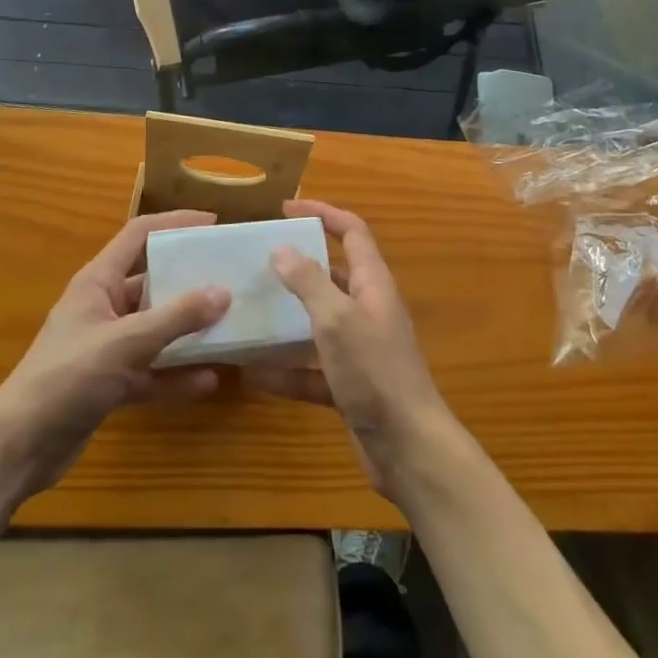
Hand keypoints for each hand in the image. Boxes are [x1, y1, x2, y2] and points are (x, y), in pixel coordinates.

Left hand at [0, 212, 230, 498]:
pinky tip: (208, 380)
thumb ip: (175, 318)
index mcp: (98, 281)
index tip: (214, 224)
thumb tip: (223, 292)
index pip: (139, 235)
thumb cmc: (65, 379)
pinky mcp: (110, 383)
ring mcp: (107, 346)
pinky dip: (176, 374)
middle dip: (190, 280)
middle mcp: (104, 307)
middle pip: (153, 282)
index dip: (175, 223)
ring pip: (156, 328)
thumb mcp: (125, 343)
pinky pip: (152, 369)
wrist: (16, 451)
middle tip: (231, 277)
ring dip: (188, 329)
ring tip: (230, 326)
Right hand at [246, 200, 458, 499]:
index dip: (324, 213)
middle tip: (258, 261)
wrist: (408, 448)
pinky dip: (286, 369)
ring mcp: (360, 349)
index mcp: (374, 284)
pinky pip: (312, 368)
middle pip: (334, 274)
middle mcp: (369, 309)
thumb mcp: (337, 320)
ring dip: (288, 317)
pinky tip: (252, 374)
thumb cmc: (375, 372)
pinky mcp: (350, 385)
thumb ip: (309, 282)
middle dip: (299, 265)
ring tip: (249, 310)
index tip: (286, 209)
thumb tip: (282, 249)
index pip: (352, 232)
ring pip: (319, 322)